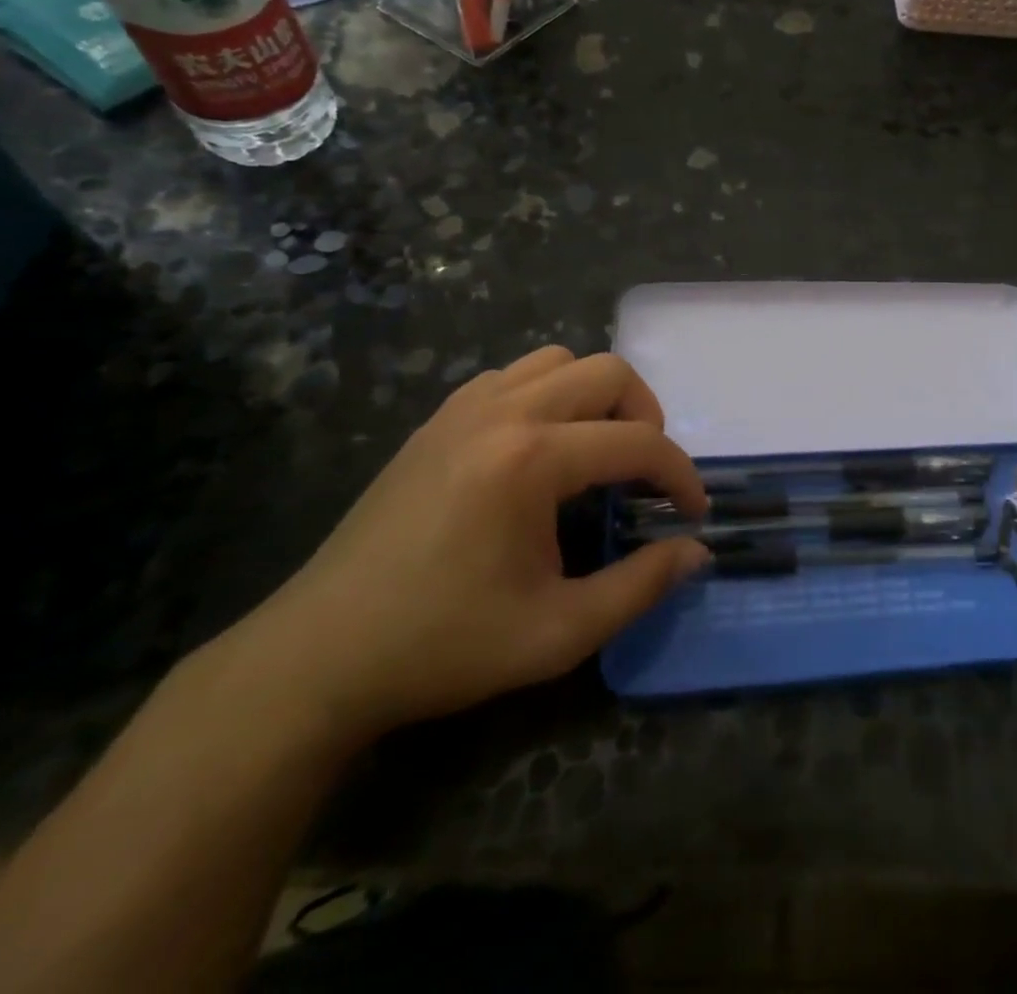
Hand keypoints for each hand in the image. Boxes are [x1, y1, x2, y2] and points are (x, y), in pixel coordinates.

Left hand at [229, 347, 709, 743]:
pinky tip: (540, 450)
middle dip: (646, 417)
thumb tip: (697, 550)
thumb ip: (641, 586)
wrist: (319, 655)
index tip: (693, 513)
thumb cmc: (444, 645)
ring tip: (597, 452)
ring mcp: (464, 407)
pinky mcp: (438, 419)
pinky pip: (513, 375)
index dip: (680, 475)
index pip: (638, 442)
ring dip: (596, 397)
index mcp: (532, 459)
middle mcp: (503, 412)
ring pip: (559, 360)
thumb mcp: (558, 632)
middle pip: (608, 372)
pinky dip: (548, 395)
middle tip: (645, 474)